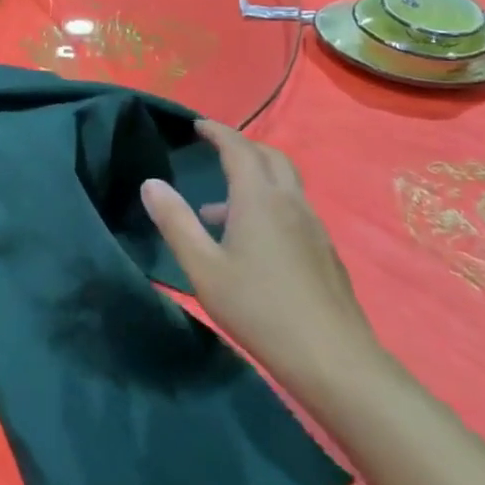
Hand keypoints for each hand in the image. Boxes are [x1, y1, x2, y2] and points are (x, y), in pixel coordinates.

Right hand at [140, 120, 382, 396]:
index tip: (198, 125)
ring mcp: (314, 227)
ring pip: (285, 184)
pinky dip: (269, 205)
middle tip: (215, 150)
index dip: (218, 132)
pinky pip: (293, 209)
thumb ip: (176, 222)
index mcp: (259, 199)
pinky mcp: (325, 251)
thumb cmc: (259, 309)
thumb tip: (151, 183)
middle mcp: (290, 203)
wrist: (333, 359)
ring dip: (254, 179)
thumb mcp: (203, 268)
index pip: (239, 148)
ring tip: (218, 209)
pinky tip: (252, 243)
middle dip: (242, 147)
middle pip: (270, 157)